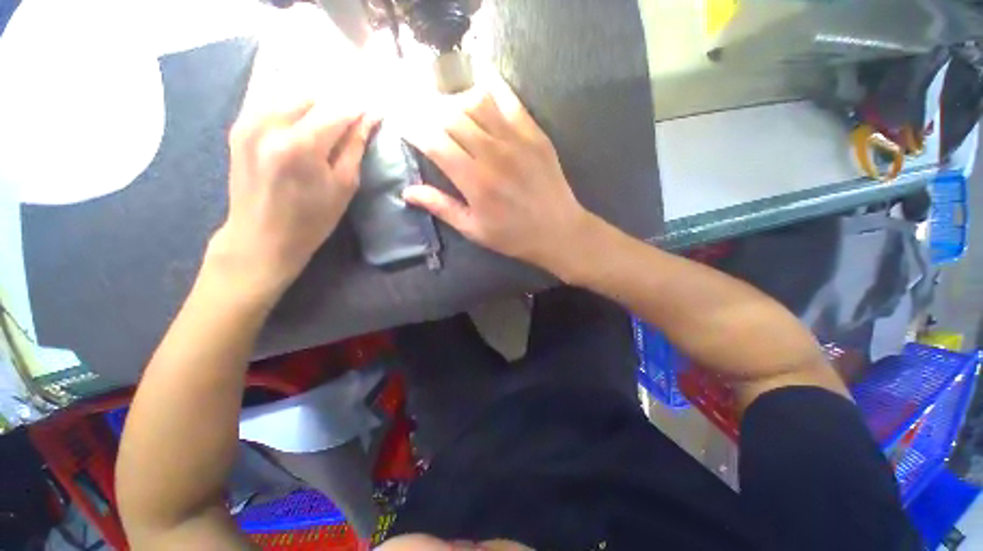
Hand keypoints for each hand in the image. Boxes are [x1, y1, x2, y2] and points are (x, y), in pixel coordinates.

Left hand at [206, 96, 376, 302]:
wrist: (261, 237)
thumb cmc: (312, 219)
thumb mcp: (344, 186)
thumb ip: (354, 147)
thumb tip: (370, 119)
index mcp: (300, 145)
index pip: (336, 111)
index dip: (358, 112)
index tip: (373, 116)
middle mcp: (269, 124)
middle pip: (311, 97)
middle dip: (333, 109)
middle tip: (345, 131)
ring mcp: (248, 122)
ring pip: (288, 95)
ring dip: (311, 108)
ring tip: (323, 132)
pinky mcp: (238, 126)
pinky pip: (270, 103)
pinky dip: (290, 111)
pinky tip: (299, 131)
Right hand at [400, 73, 595, 275]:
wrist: (558, 230)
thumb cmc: (513, 235)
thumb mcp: (473, 229)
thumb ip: (441, 207)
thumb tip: (408, 192)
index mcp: (474, 181)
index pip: (433, 142)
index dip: (412, 128)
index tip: (401, 123)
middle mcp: (491, 154)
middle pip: (450, 115)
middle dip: (427, 109)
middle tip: (420, 111)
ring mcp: (516, 140)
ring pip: (476, 101)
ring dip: (454, 98)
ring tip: (446, 106)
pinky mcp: (534, 133)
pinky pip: (508, 99)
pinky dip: (489, 86)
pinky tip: (477, 84)